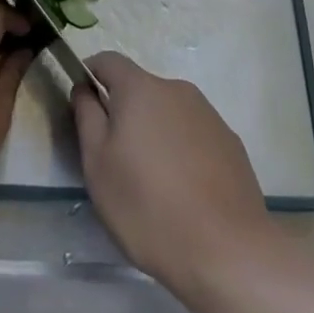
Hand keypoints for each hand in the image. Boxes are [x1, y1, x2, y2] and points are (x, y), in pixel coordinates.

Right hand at [72, 53, 276, 300]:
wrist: (228, 251)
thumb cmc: (148, 206)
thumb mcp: (98, 165)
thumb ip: (87, 116)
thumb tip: (85, 88)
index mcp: (141, 89)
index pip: (108, 61)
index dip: (90, 75)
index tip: (83, 105)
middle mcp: (177, 90)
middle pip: (140, 89)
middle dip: (124, 113)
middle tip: (117, 160)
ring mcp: (208, 115)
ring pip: (168, 113)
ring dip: (155, 133)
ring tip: (153, 184)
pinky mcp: (230, 143)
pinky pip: (194, 135)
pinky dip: (182, 152)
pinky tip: (185, 193)